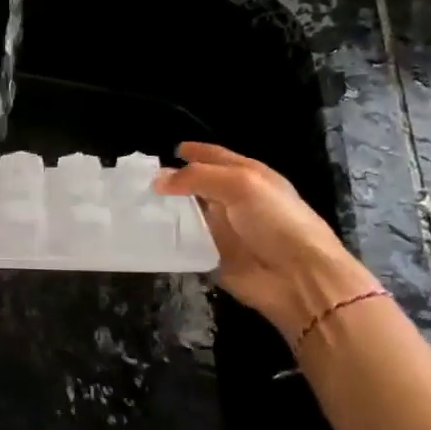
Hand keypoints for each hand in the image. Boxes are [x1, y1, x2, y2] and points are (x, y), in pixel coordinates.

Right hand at [154, 142, 379, 344]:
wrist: (299, 278)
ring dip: (164, 210)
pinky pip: (183, 243)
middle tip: (137, 180)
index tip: (165, 151)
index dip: (193, 151)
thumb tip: (157, 180)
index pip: (215, 157)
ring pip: (186, 214)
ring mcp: (222, 229)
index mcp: (248, 176)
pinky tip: (143, 232)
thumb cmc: (277, 222)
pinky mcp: (211, 255)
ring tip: (132, 204)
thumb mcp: (241, 185)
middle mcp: (233, 200)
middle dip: (171, 181)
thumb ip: (198, 177)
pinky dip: (165, 237)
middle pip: (196, 185)